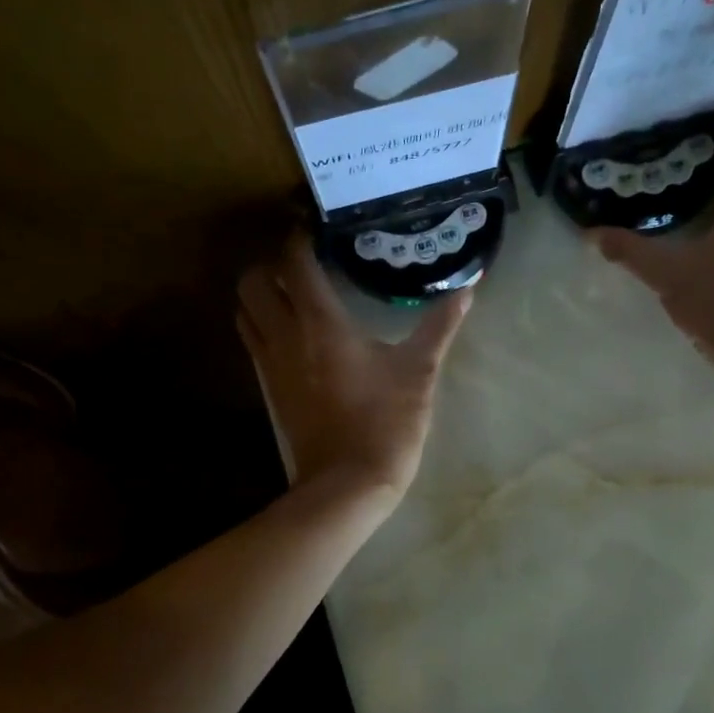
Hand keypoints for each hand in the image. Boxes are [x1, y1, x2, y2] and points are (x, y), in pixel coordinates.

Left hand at [236, 233, 471, 500]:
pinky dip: (263, 325)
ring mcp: (270, 365)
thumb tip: (468, 288)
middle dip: (270, 264)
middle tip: (303, 265)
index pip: (293, 262)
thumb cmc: (386, 423)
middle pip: (252, 282)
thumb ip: (440, 326)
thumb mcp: (419, 372)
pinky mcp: (270, 390)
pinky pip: (253, 343)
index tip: (315, 229)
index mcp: (320, 323)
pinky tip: (293, 333)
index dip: (298, 238)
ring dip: (261, 295)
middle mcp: (285, 336)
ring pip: (245, 312)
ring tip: (294, 294)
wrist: (348, 484)